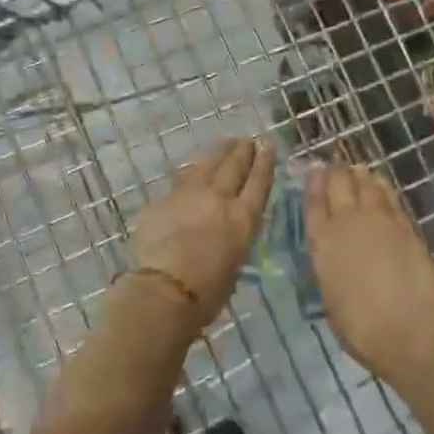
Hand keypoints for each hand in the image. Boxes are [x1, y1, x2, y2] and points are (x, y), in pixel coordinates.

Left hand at [127, 138, 275, 328]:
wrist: (165, 290)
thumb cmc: (208, 293)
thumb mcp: (235, 263)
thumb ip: (233, 238)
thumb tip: (225, 229)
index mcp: (244, 219)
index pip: (259, 182)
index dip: (265, 163)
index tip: (268, 146)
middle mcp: (220, 199)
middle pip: (234, 166)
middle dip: (242, 151)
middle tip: (246, 140)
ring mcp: (190, 194)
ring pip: (207, 164)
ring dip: (218, 152)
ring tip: (225, 143)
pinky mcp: (165, 198)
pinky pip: (182, 178)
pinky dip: (192, 170)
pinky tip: (193, 168)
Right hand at [305, 163, 433, 385]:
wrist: (413, 333)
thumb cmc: (364, 331)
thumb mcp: (332, 302)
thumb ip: (330, 272)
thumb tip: (334, 261)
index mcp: (322, 246)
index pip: (313, 205)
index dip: (312, 186)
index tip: (312, 172)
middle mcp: (347, 224)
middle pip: (338, 185)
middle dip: (335, 172)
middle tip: (334, 167)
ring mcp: (379, 221)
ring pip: (366, 184)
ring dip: (359, 175)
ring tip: (356, 170)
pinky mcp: (406, 225)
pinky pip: (390, 197)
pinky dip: (382, 187)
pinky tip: (380, 185)